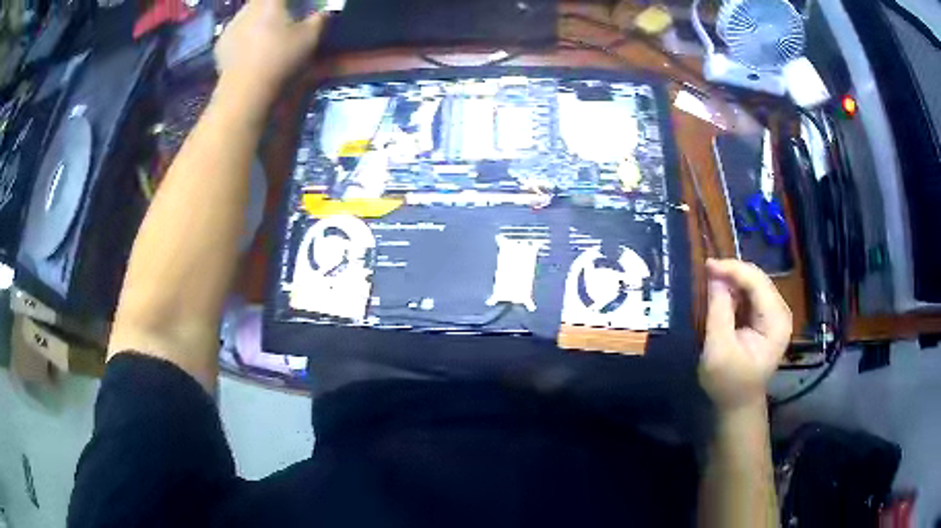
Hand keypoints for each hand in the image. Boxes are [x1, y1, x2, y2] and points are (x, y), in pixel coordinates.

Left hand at [215, 0, 327, 105]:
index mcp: (269, 1)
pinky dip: (243, 37)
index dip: (290, 2)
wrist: (244, 92)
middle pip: (261, 1)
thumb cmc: (280, 58)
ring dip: (257, 20)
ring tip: (265, 34)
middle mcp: (248, 8)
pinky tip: (249, 49)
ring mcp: (230, 26)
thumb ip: (319, 19)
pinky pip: (235, 33)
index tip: (299, 6)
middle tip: (284, 17)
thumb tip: (323, 13)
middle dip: (272, 6)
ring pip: (247, 15)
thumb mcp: (310, 37)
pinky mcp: (220, 45)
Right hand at [699, 259, 792, 410]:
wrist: (737, 403)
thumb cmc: (728, 382)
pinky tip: (721, 291)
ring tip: (711, 278)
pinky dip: (735, 289)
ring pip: (754, 283)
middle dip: (733, 272)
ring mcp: (774, 314)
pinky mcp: (766, 317)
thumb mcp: (718, 350)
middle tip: (706, 270)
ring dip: (733, 279)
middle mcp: (780, 313)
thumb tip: (715, 275)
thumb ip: (719, 311)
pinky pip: (751, 293)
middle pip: (758, 279)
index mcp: (776, 322)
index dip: (733, 270)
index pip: (758, 283)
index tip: (707, 265)